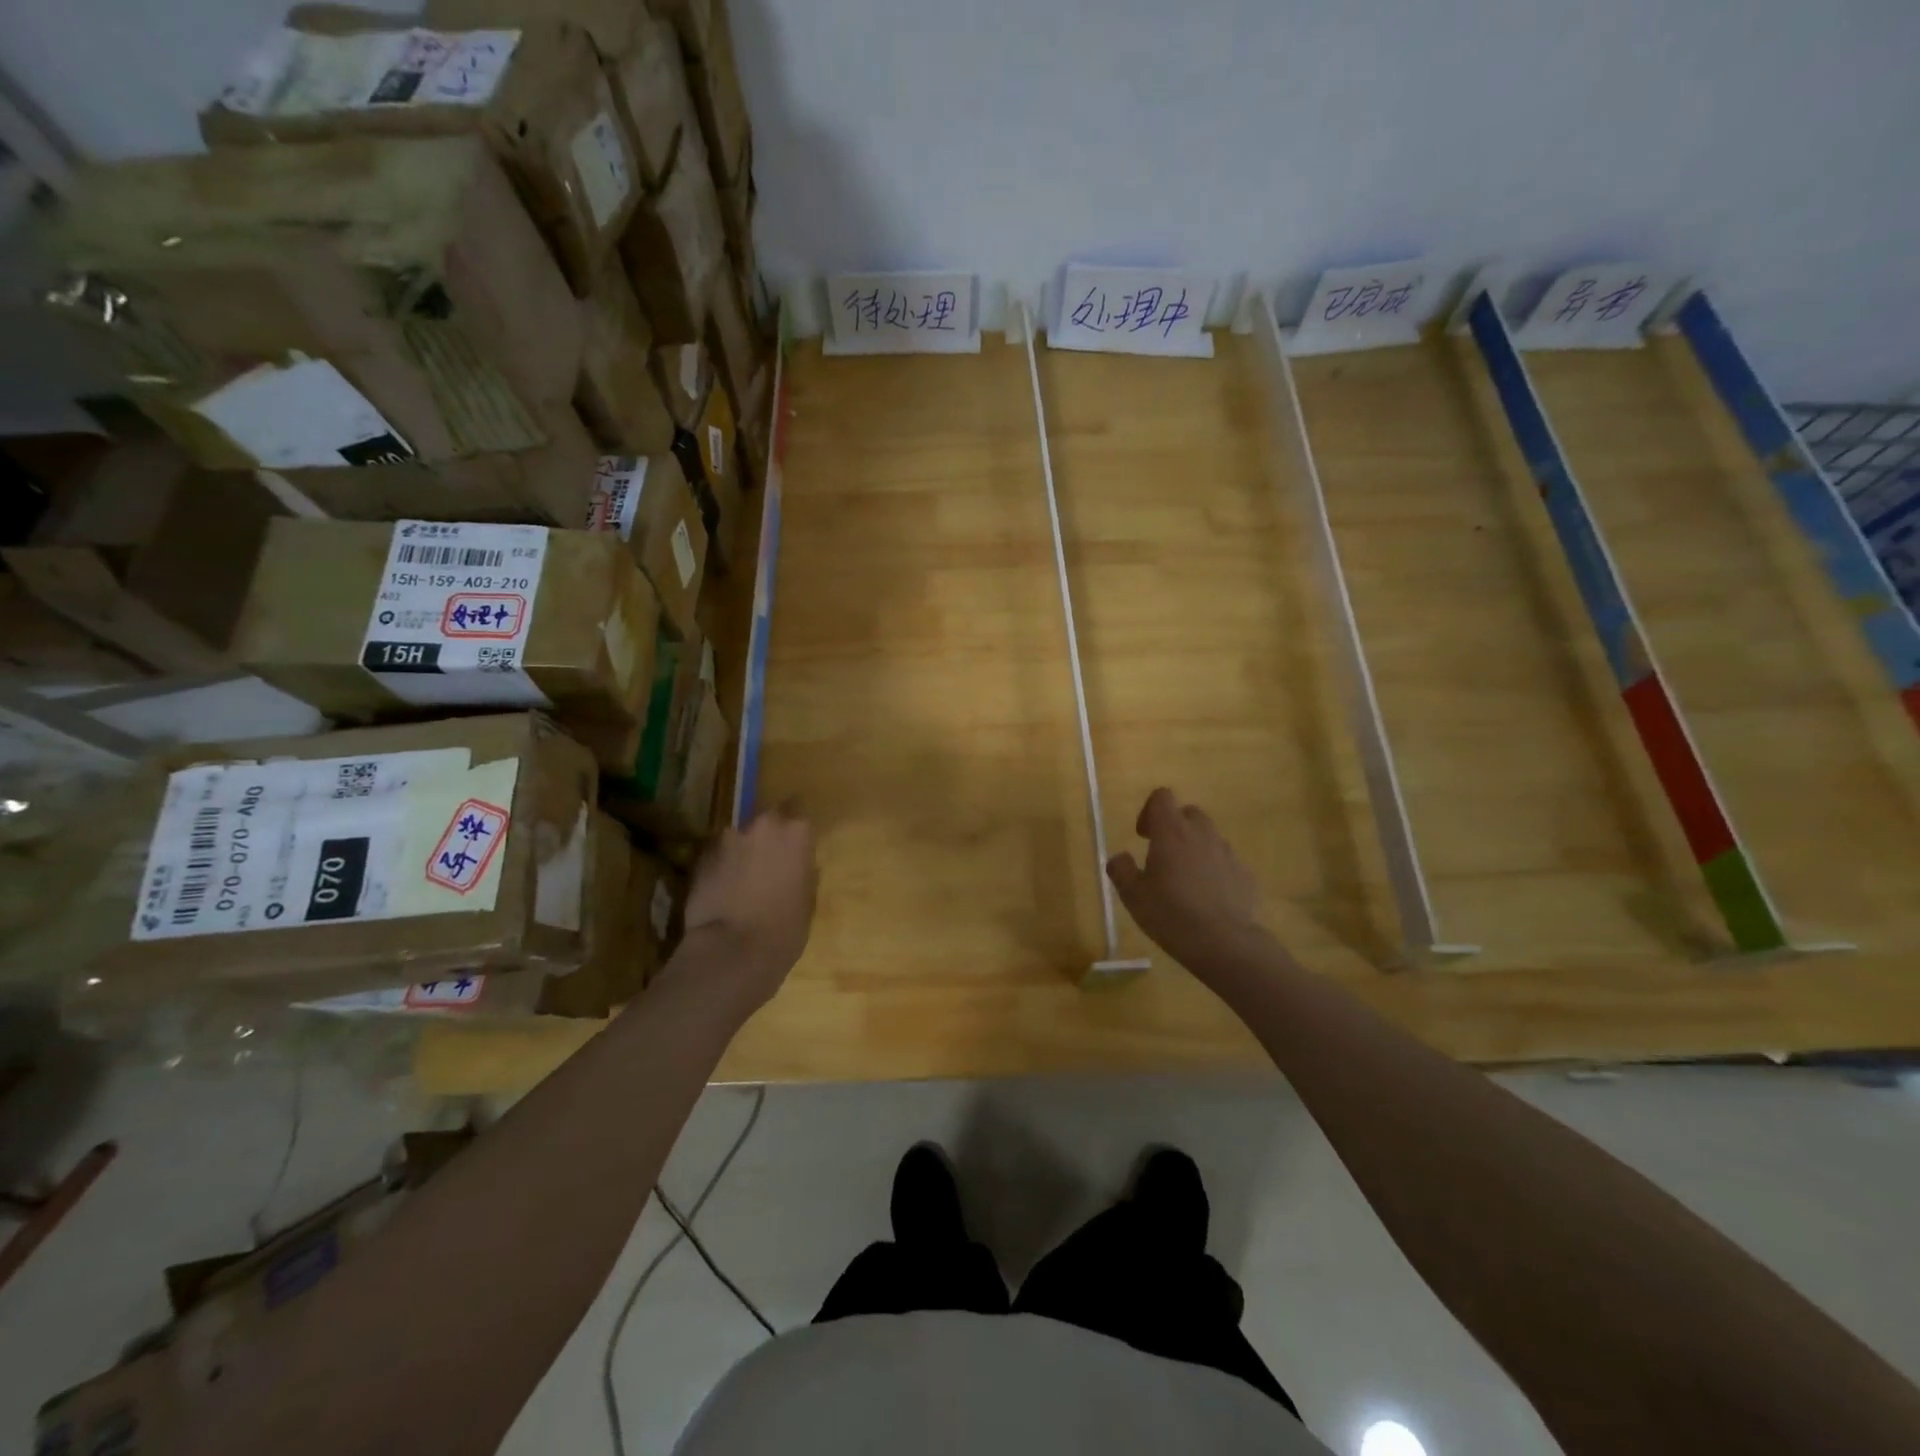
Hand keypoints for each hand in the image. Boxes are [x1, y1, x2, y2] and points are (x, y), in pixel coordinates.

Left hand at [676, 808, 817, 1015]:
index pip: (799, 809)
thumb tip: (798, 863)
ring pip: (738, 838)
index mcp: (795, 831)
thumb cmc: (785, 928)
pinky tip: (723, 890)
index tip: (797, 842)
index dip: (796, 827)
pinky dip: (721, 866)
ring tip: (742, 879)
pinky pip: (717, 855)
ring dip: (742, 851)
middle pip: (766, 820)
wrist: (731, 951)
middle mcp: (761, 824)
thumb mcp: (807, 898)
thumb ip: (802, 869)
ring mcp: (727, 839)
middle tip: (770, 862)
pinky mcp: (700, 857)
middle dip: (767, 836)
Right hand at [1106, 788, 1264, 974]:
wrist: (1225, 943)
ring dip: (1194, 848)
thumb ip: (1121, 870)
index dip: (1149, 810)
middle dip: (1174, 828)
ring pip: (1208, 837)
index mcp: (1171, 832)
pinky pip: (1224, 861)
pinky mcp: (1244, 873)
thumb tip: (1119, 857)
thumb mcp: (1133, 896)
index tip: (1143, 836)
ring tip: (1184, 880)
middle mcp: (1201, 833)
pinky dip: (1213, 869)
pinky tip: (1206, 897)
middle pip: (1188, 813)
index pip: (1162, 797)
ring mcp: (1227, 852)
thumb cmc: (1171, 915)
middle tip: (1161, 856)